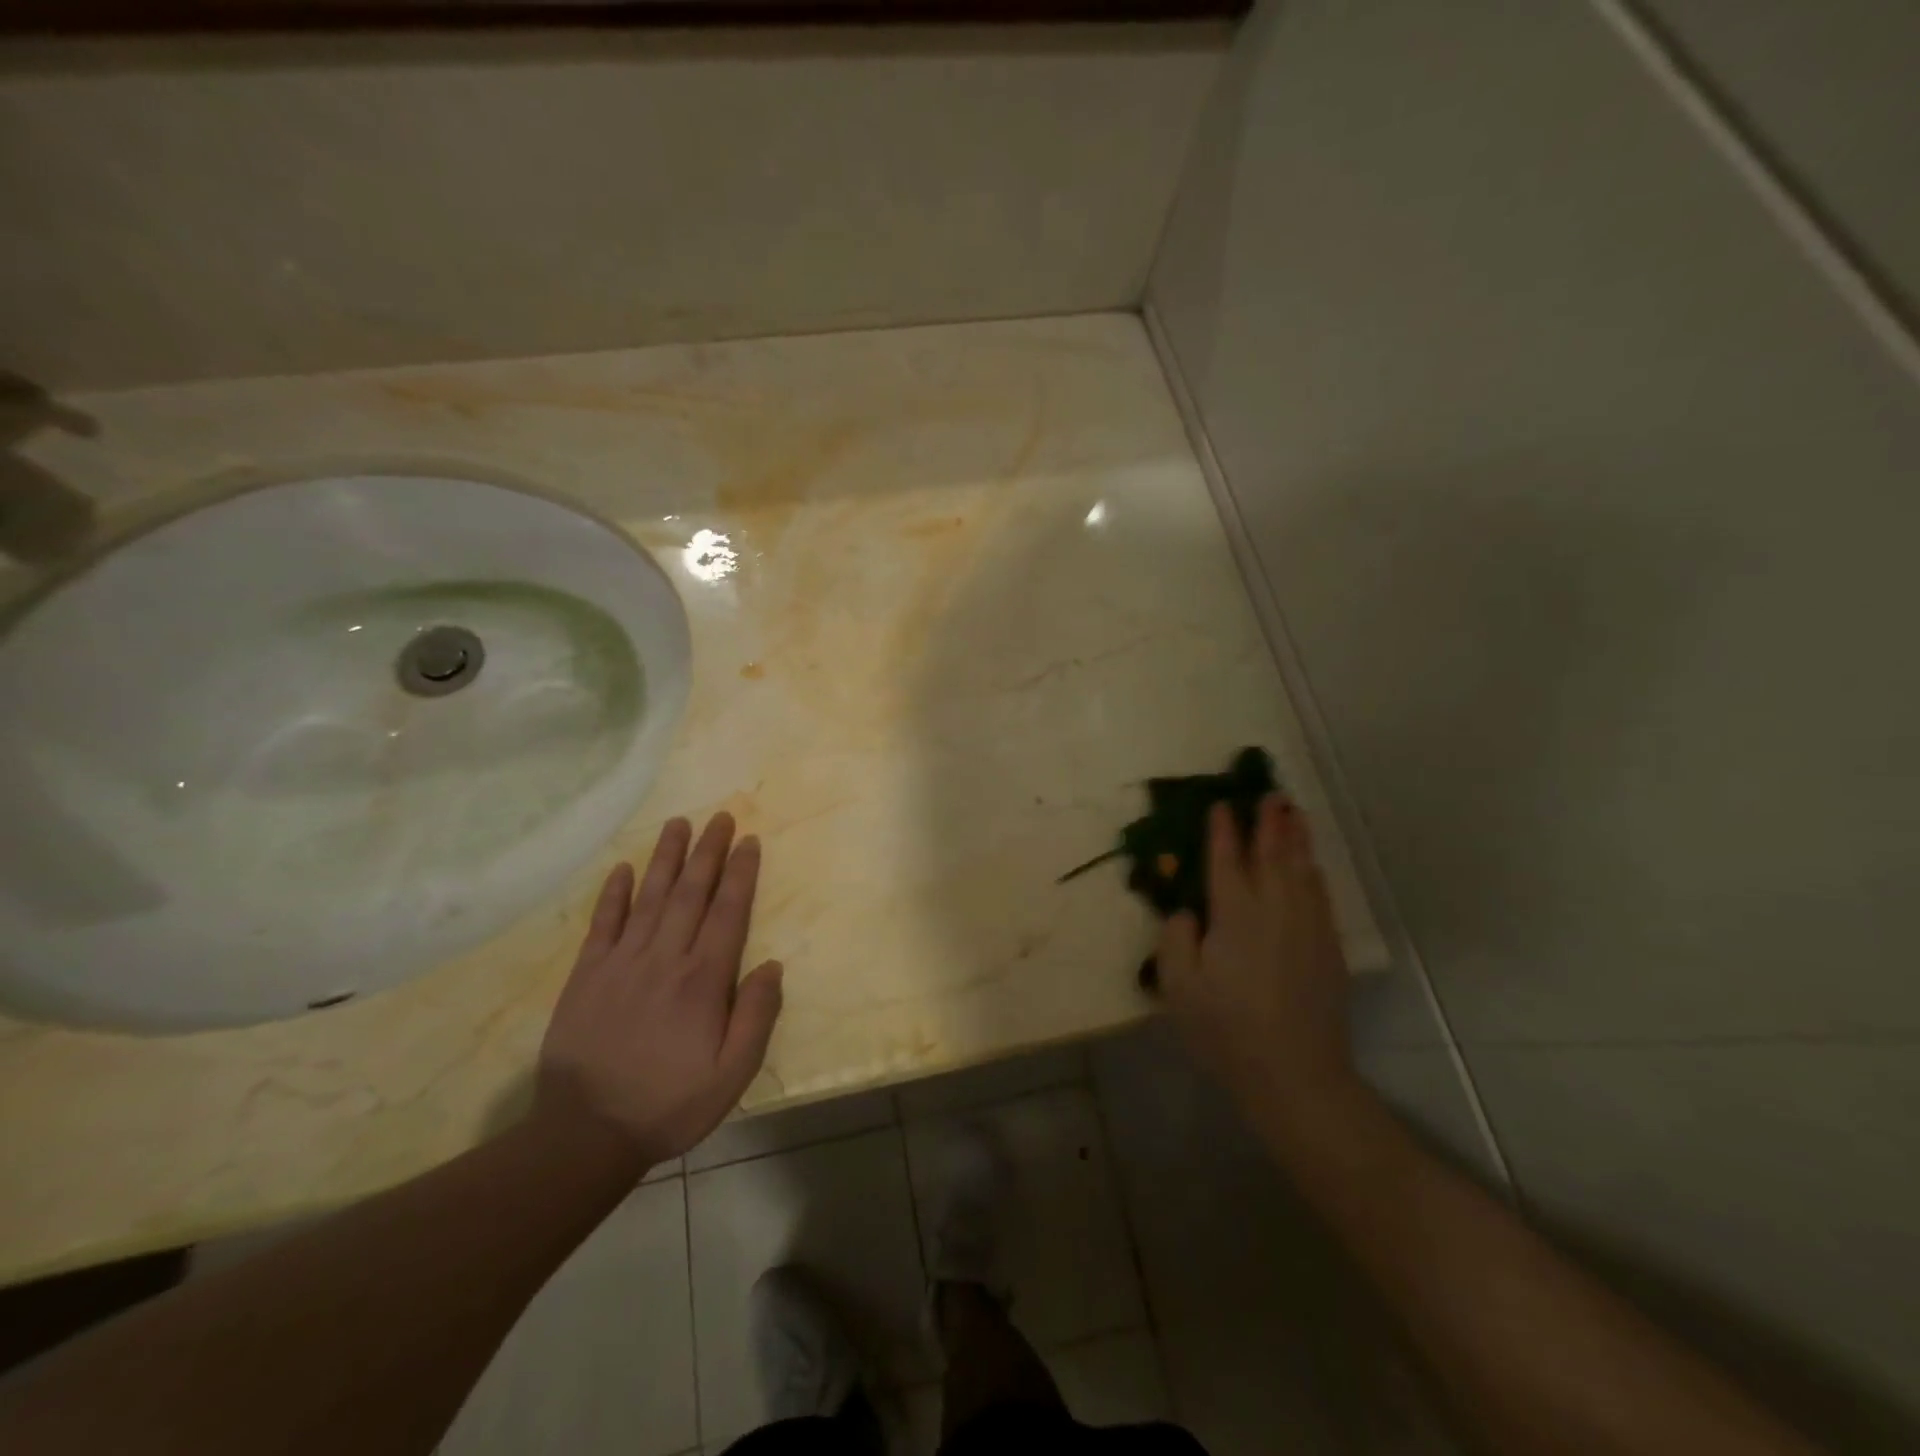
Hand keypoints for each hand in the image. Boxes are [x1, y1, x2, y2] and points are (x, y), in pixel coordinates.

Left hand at [536, 813, 783, 1169]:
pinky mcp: (587, 975)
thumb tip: (773, 965)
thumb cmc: (669, 1104)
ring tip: (678, 824)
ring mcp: (622, 963)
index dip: (740, 873)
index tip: (748, 840)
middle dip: (708, 851)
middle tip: (719, 816)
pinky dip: (614, 893)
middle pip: (691, 893)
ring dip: (666, 858)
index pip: (728, 911)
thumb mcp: (732, 1075)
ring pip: (650, 897)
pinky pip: (603, 923)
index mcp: (703, 979)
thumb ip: (757, 1017)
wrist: (585, 1134)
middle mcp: (665, 958)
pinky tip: (623, 869)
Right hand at [1157, 796, 1358, 1130]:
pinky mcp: (1328, 947)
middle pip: (1272, 854)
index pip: (1227, 859)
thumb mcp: (1179, 986)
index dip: (1223, 830)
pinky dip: (1313, 871)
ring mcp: (1307, 926)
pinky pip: (1320, 894)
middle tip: (1269, 794)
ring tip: (1294, 813)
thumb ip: (1177, 938)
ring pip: (1302, 869)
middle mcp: (1274, 909)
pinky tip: (1311, 866)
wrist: (1295, 1074)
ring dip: (1296, 838)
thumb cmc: (1226, 1029)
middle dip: (1268, 822)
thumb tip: (1187, 909)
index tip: (1220, 804)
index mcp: (1234, 914)